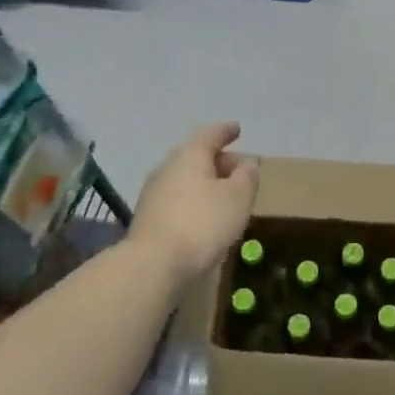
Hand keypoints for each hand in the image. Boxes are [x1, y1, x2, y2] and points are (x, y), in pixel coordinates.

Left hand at [127, 123, 259, 287]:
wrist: (153, 265)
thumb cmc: (203, 223)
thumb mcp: (238, 198)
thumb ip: (247, 176)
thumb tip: (246, 163)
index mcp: (190, 155)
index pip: (210, 134)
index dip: (226, 131)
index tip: (237, 129)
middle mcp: (167, 167)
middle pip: (196, 156)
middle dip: (218, 160)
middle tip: (238, 170)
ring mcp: (153, 193)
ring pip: (185, 178)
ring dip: (205, 183)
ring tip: (224, 196)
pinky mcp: (148, 217)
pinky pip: (177, 198)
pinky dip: (194, 200)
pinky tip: (204, 216)